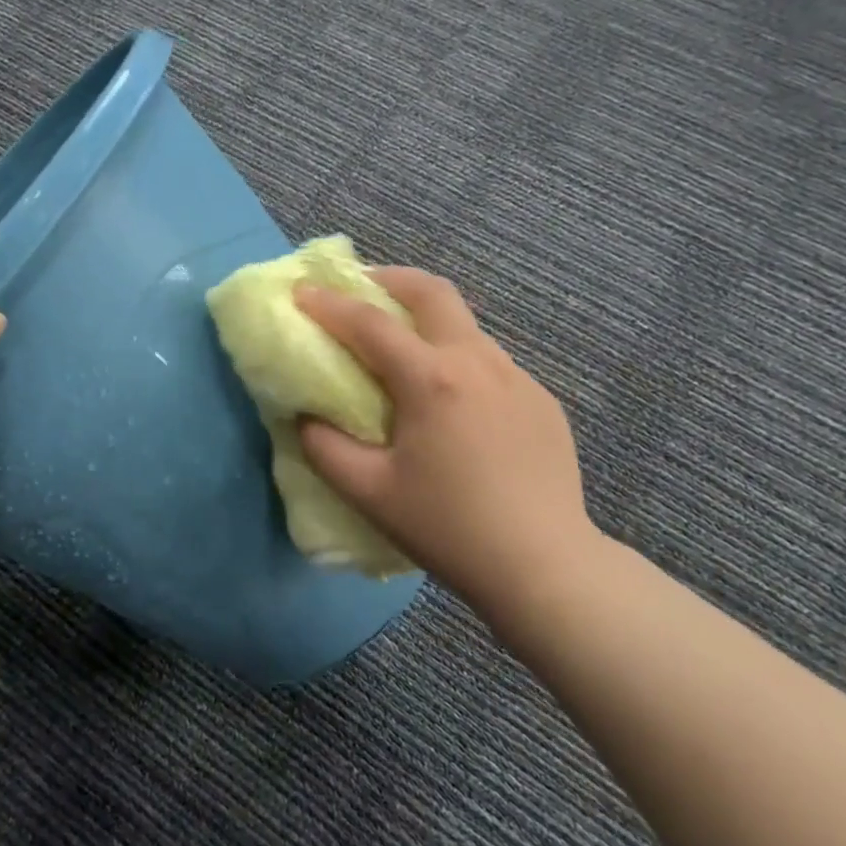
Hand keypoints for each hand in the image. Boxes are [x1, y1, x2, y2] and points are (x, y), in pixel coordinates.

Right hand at [295, 269, 597, 617]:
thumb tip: (306, 417)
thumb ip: (324, 447)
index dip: (329, 304)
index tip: (301, 292)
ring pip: (464, 325)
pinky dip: (455, 358)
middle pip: (432, 293)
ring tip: (400, 347)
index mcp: (432, 380)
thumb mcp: (368, 492)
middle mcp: (478, 361)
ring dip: (425, 319)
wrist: (544, 566)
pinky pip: (489, 362)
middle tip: (359, 287)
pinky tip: (449, 400)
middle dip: (389, 279)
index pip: (370, 324)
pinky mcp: (540, 400)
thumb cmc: (447, 527)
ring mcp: (517, 377)